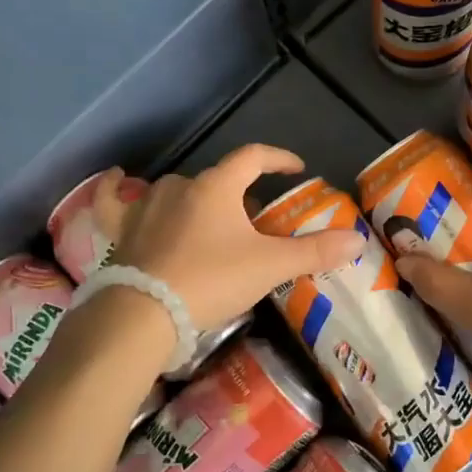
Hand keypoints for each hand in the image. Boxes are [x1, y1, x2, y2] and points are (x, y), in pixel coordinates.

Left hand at [98, 145, 363, 330]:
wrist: (142, 314)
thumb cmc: (210, 281)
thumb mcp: (268, 267)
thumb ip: (313, 252)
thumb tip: (357, 240)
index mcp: (217, 187)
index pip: (253, 157)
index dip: (277, 159)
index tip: (296, 169)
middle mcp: (179, 186)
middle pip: (217, 180)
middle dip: (239, 194)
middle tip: (256, 220)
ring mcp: (145, 206)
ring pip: (176, 191)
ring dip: (196, 199)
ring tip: (210, 221)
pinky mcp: (121, 230)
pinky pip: (113, 200)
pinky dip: (115, 189)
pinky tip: (115, 180)